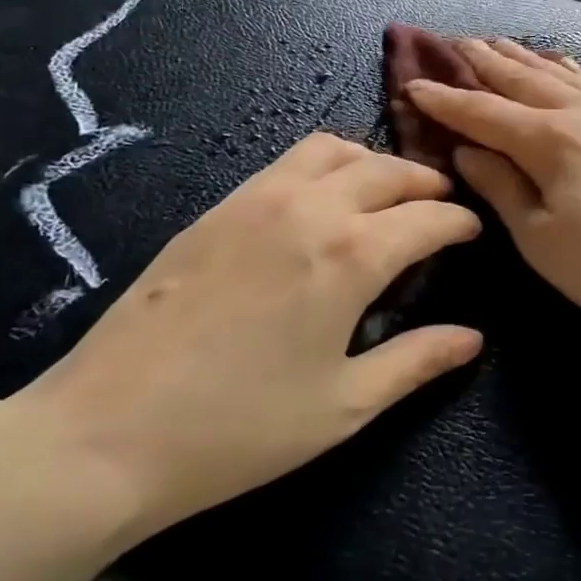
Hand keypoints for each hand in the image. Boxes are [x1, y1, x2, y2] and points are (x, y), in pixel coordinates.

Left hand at [14, 133, 482, 541]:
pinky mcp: (218, 206)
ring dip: (372, 161)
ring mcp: (257, 198)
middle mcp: (310, 208)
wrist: (107, 430)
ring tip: (386, 190)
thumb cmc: (239, 428)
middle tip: (440, 205)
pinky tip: (321, 199)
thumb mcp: (344, 405)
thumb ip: (416, 361)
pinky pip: (287, 162)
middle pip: (385, 169)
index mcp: (351, 254)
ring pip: (332, 149)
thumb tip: (473, 338)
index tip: (472, 231)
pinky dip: (324, 165)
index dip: (459, 223)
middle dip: (424, 183)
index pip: (426, 219)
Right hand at [405, 38, 580, 352]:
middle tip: (457, 43)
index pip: (484, 112)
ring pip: (562, 75)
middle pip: (524, 80)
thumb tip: (467, 151)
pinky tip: (566, 65)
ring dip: (526, 59)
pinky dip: (570, 71)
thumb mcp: (543, 242)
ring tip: (501, 42)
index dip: (446, 100)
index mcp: (550, 141)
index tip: (412, 83)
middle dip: (486, 63)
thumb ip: (502, 188)